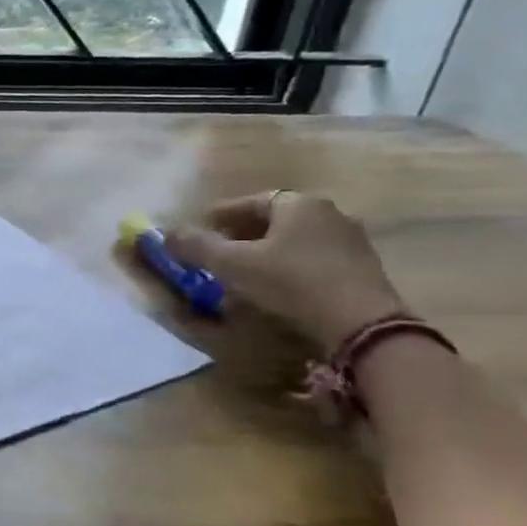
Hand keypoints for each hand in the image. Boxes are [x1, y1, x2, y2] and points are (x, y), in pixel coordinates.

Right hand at [167, 191, 406, 350]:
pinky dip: (291, 265)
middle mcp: (328, 213)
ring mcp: (351, 241)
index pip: (252, 201)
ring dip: (269, 249)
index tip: (203, 227)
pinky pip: (315, 258)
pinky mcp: (363, 269)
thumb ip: (196, 246)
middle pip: (275, 219)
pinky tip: (278, 285)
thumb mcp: (233, 265)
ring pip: (296, 239)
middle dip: (244, 232)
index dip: (222, 214)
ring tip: (246, 270)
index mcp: (298, 203)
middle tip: (220, 248)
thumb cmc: (292, 283)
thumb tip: (164, 233)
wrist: (362, 324)